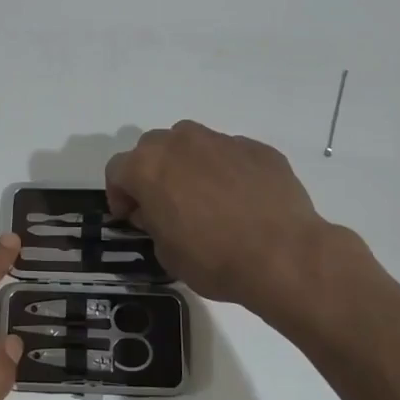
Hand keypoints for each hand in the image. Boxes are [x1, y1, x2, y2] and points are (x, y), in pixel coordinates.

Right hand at [105, 120, 350, 311]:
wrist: (282, 255)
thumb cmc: (213, 259)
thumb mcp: (167, 253)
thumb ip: (153, 223)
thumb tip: (157, 212)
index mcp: (149, 167)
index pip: (117, 170)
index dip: (119, 195)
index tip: (131, 217)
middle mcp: (181, 143)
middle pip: (152, 148)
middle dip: (152, 172)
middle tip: (164, 204)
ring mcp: (222, 141)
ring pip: (192, 143)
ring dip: (187, 164)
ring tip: (203, 196)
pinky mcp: (257, 148)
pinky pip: (230, 154)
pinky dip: (226, 170)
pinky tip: (240, 200)